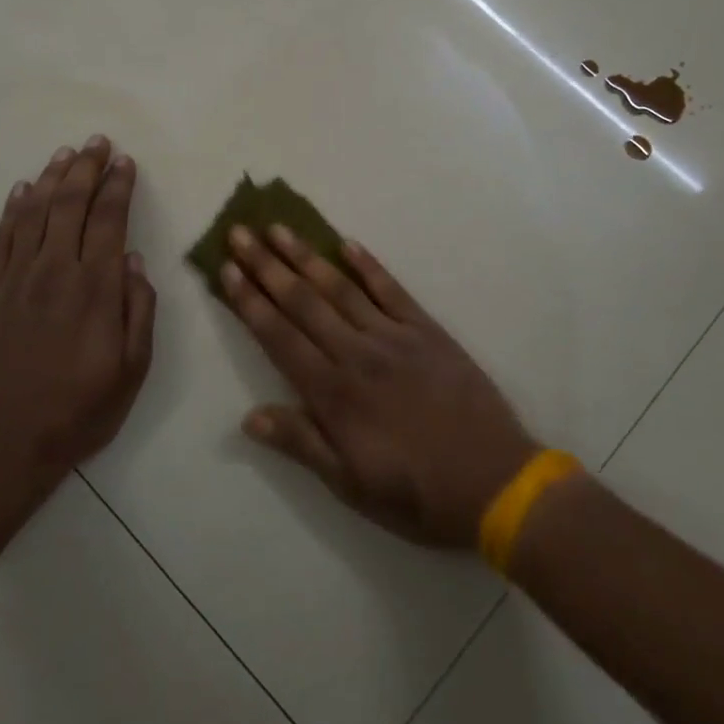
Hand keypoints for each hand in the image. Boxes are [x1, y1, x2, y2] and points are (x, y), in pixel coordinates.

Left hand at [0, 137, 156, 504]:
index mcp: (95, 289)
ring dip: (52, 178)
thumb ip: (138, 311)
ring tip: (66, 153)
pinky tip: (22, 190)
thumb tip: (136, 262)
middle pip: (71, 205)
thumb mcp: (132, 371)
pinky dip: (14, 209)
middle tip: (98, 142)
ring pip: (35, 212)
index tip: (125, 162)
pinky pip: (3, 237)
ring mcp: (18, 279)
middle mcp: (55, 272)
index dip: (118, 187)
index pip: (109, 221)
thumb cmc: (79, 411)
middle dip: (87, 169)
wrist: (4, 443)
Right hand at [222, 225, 536, 547]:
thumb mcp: (350, 485)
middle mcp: (357, 354)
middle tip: (240, 231)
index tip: (227, 269)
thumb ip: (301, 443)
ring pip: (340, 288)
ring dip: (307, 256)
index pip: (279, 337)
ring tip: (279, 228)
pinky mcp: (427, 330)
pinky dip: (368, 265)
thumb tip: (248, 416)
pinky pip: (392, 290)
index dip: (250, 302)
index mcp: (334, 394)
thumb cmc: (417, 494)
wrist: (496, 483)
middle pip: (303, 302)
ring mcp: (394, 337)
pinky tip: (347, 244)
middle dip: (267, 266)